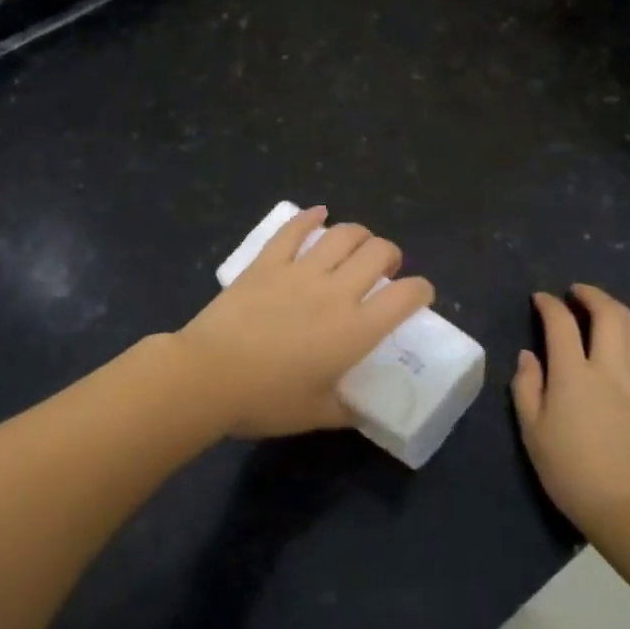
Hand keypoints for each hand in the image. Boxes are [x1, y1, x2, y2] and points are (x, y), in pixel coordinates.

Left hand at [175, 206, 435, 437]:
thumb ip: (346, 410)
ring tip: (357, 244)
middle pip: (378, 252)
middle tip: (385, 268)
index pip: (405, 296)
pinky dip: (310, 217)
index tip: (418, 295)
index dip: (421, 290)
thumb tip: (360, 410)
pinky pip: (293, 230)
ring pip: (342, 234)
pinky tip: (318, 213)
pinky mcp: (267, 262)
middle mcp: (335, 292)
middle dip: (391, 254)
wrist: (208, 376)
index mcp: (355, 330)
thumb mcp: (316, 414)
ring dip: (358, 234)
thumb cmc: (265, 400)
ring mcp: (299, 271)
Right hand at [512, 284, 629, 546]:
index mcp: (573, 374)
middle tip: (578, 293)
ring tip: (609, 309)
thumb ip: (527, 387)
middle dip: (591, 296)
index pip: (561, 324)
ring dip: (621, 311)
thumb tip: (529, 355)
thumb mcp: (532, 431)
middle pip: (607, 316)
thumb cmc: (571, 472)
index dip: (549, 305)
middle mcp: (611, 368)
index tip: (541, 299)